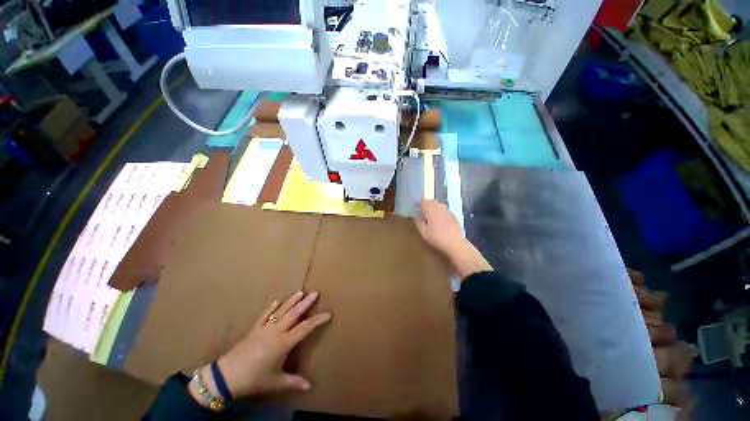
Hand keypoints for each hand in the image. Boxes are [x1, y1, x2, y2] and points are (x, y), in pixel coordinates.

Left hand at [214, 291, 330, 397]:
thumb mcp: (275, 382)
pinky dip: (271, 308)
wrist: (227, 376)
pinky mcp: (254, 329)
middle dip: (306, 303)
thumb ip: (293, 382)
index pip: (305, 328)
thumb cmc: (254, 379)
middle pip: (294, 314)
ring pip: (281, 311)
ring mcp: (264, 328)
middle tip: (315, 293)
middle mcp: (276, 331)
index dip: (317, 320)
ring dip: (291, 301)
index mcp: (283, 342)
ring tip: (300, 292)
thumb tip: (309, 387)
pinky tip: (276, 302)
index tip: (327, 314)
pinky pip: (265, 315)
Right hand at [413, 199, 463, 256]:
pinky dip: (438, 211)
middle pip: (430, 201)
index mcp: (431, 209)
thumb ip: (418, 222)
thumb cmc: (437, 238)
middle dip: (425, 204)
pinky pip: (443, 209)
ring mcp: (447, 210)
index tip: (413, 206)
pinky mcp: (452, 215)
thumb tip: (415, 216)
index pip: (423, 201)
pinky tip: (437, 219)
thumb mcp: (424, 232)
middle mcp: (439, 207)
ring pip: (437, 204)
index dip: (417, 202)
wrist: (455, 244)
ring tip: (427, 214)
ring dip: (432, 207)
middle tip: (419, 210)